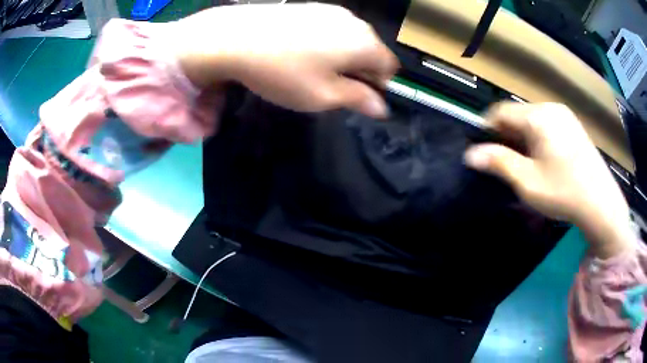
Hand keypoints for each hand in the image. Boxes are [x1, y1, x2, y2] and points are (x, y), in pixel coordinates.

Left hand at [174, 3, 398, 117]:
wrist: (235, 37)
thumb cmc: (284, 72)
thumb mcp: (324, 96)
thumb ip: (358, 99)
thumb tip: (382, 107)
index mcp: (365, 43)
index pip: (390, 68)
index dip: (378, 87)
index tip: (355, 98)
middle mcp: (355, 21)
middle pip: (371, 51)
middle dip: (359, 71)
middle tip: (331, 87)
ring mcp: (331, 10)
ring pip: (349, 39)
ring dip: (341, 57)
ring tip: (311, 69)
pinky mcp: (310, 6)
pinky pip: (330, 29)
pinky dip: (325, 43)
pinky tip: (299, 51)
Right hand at [464, 102, 633, 257]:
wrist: (601, 203)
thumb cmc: (563, 192)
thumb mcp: (527, 182)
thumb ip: (498, 163)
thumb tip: (470, 154)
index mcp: (537, 117)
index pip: (500, 111)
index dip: (487, 129)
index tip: (485, 152)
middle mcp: (550, 108)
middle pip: (517, 114)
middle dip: (507, 135)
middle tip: (507, 163)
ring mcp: (564, 115)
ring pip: (532, 119)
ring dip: (523, 137)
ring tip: (527, 163)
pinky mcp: (573, 125)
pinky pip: (547, 123)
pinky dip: (539, 137)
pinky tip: (546, 159)